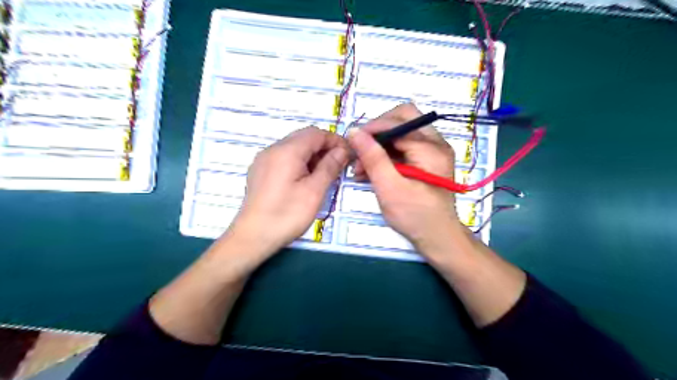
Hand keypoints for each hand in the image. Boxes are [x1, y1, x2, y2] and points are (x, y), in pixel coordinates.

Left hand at [231, 127, 350, 259]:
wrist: (253, 237)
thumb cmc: (286, 215)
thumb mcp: (314, 191)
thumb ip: (330, 166)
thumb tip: (342, 150)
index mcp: (287, 151)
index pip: (316, 133)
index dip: (335, 140)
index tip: (348, 155)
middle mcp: (273, 149)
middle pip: (304, 137)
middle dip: (324, 147)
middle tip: (339, 166)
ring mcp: (264, 160)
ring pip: (294, 147)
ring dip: (312, 155)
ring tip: (325, 175)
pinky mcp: (260, 171)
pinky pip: (284, 158)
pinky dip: (300, 162)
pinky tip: (306, 180)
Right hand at [350, 103, 465, 254]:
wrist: (438, 238)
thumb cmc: (415, 216)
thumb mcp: (390, 188)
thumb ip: (373, 158)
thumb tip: (354, 132)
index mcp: (431, 147)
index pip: (397, 122)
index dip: (372, 128)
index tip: (352, 143)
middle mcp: (436, 142)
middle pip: (403, 118)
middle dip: (378, 131)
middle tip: (360, 149)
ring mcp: (433, 151)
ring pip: (402, 132)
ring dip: (380, 144)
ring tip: (360, 167)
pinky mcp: (427, 160)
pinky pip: (404, 146)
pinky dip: (387, 154)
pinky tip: (371, 171)